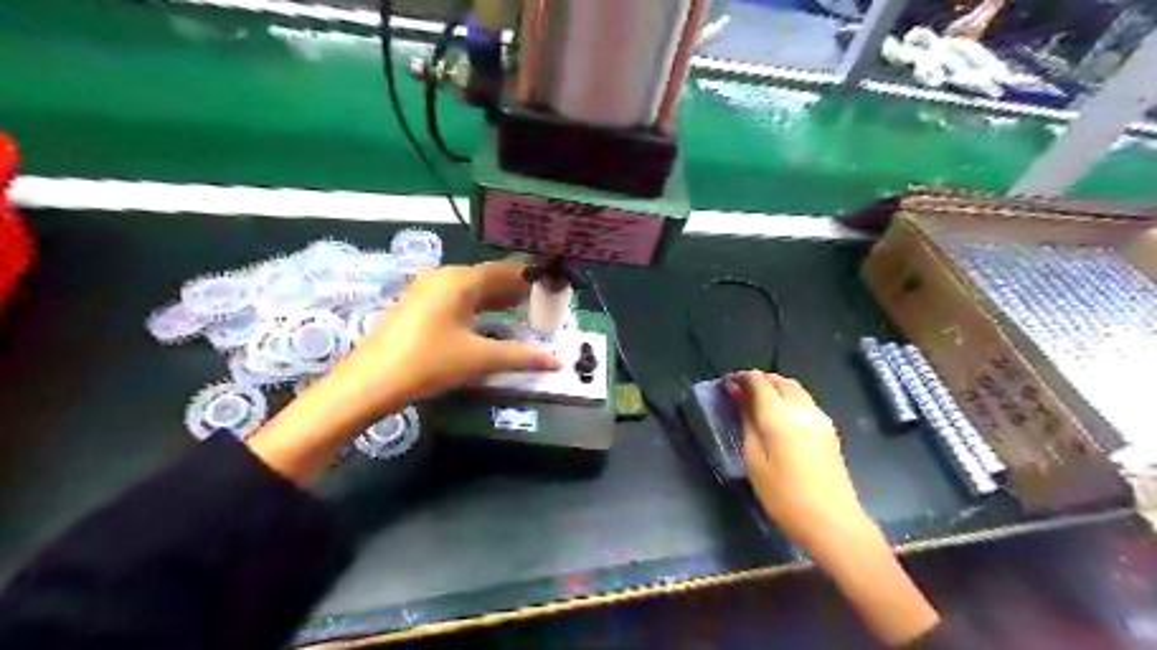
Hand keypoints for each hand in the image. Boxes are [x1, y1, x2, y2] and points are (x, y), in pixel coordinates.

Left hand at [324, 259, 559, 420]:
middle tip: (538, 303)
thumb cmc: (429, 362)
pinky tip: (484, 321)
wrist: (371, 380)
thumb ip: (520, 356)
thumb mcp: (479, 358)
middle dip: (513, 289)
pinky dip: (475, 305)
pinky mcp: (416, 305)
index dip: (528, 278)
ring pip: (470, 287)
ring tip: (517, 311)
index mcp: (460, 280)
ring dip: (494, 298)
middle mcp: (444, 276)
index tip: (549, 288)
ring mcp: (426, 289)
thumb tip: (556, 361)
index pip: (505, 271)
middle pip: (487, 277)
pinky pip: (455, 297)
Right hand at [720, 370, 867, 547]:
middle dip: (758, 380)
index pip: (759, 381)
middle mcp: (802, 408)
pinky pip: (804, 401)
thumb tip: (737, 393)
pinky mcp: (829, 430)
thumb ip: (746, 421)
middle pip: (779, 380)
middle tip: (738, 392)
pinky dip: (787, 398)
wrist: (833, 523)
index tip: (725, 384)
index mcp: (780, 415)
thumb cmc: (784, 496)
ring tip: (756, 402)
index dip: (740, 378)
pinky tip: (778, 416)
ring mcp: (820, 418)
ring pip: (794, 389)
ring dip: (774, 387)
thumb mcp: (754, 459)